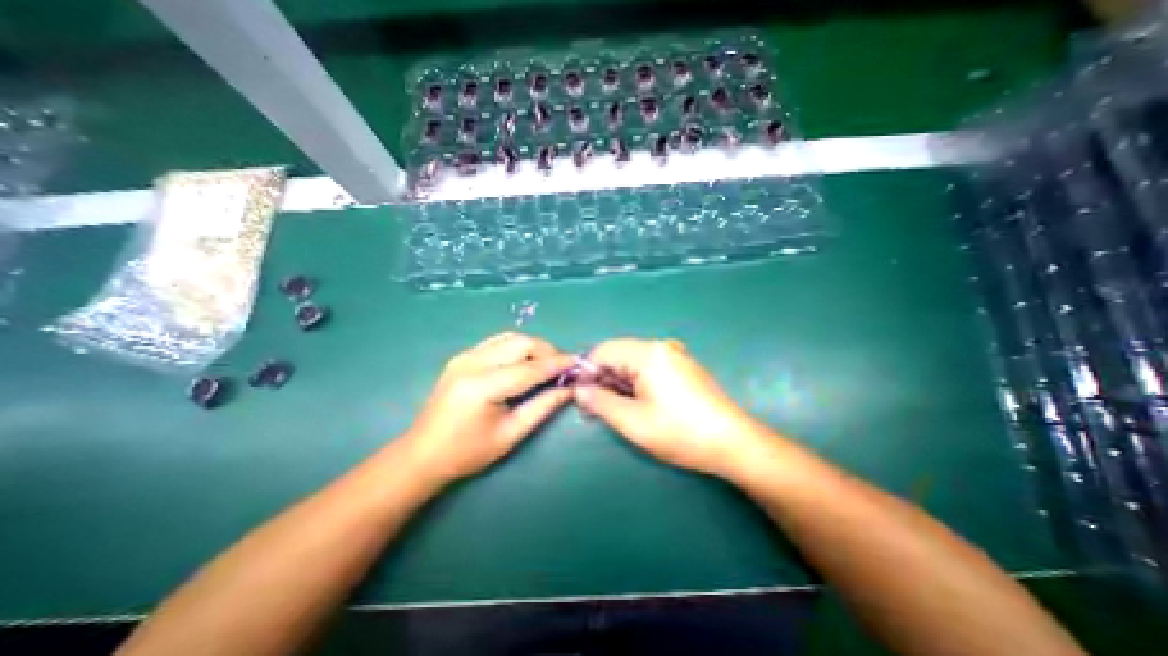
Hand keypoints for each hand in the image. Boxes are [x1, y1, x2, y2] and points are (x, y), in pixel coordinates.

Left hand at [401, 332, 572, 481]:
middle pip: (520, 342)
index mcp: (483, 386)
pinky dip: (516, 347)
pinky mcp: (462, 357)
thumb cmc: (468, 452)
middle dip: (547, 350)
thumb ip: (543, 407)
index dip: (557, 364)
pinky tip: (524, 363)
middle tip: (562, 367)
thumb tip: (569, 389)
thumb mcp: (511, 434)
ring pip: (509, 337)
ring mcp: (464, 356)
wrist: (422, 454)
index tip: (578, 363)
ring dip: (533, 347)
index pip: (530, 368)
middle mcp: (472, 363)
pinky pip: (497, 342)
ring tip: (546, 364)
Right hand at [574, 338, 768, 476]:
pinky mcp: (682, 366)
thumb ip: (600, 402)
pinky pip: (649, 366)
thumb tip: (579, 389)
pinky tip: (637, 402)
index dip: (586, 371)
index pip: (603, 351)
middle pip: (618, 354)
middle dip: (602, 378)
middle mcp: (661, 346)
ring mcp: (675, 354)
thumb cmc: (681, 433)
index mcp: (648, 353)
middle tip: (596, 408)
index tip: (580, 396)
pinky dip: (635, 381)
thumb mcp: (633, 422)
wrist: (734, 443)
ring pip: (632, 361)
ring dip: (618, 381)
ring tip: (615, 408)